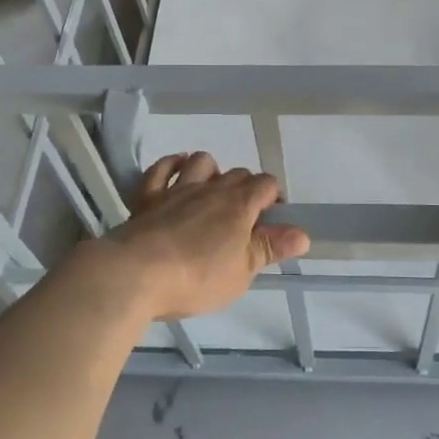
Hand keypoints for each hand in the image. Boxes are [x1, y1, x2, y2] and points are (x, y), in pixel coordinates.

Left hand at [98, 153, 310, 320]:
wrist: (136, 273)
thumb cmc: (197, 277)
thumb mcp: (242, 272)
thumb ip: (270, 248)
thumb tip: (302, 233)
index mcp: (239, 205)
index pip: (266, 184)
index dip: (273, 197)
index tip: (272, 220)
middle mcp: (212, 188)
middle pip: (237, 173)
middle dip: (245, 188)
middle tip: (243, 218)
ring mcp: (177, 189)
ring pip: (201, 162)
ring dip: (211, 170)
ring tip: (211, 191)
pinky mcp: (148, 197)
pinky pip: (161, 169)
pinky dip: (171, 164)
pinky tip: (176, 169)